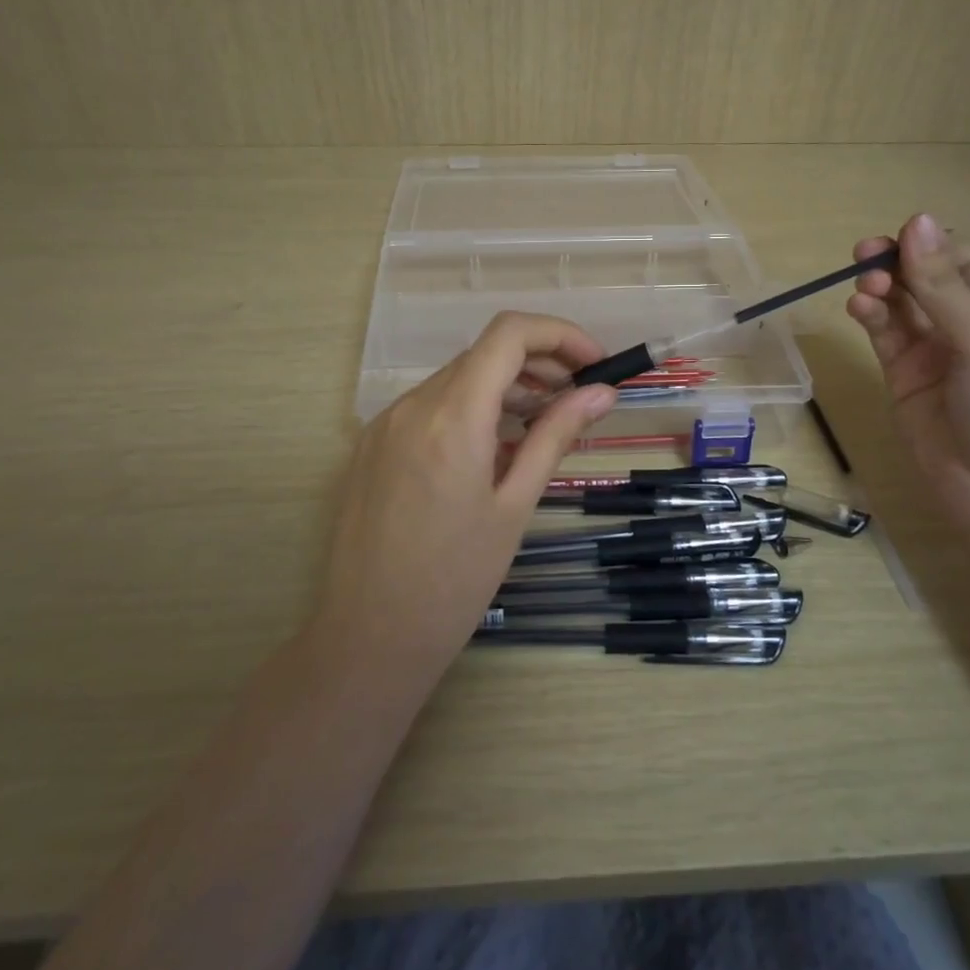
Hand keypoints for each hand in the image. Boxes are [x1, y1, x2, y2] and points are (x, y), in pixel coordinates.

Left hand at [312, 313, 617, 681]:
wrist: (369, 636)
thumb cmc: (454, 580)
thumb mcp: (515, 505)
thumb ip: (555, 436)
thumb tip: (600, 393)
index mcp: (452, 416)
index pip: (509, 334)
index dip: (559, 334)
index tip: (594, 364)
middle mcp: (412, 405)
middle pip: (484, 354)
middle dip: (539, 363)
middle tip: (579, 397)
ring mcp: (386, 423)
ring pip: (457, 379)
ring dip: (506, 388)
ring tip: (543, 425)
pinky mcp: (372, 445)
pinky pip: (430, 407)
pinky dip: (471, 410)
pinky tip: (493, 450)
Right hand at [846, 214, 969, 564]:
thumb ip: (944, 286)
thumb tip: (916, 220)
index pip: (963, 262)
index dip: (930, 246)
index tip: (898, 237)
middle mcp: (969, 328)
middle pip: (925, 280)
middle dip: (897, 264)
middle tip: (865, 255)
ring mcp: (934, 355)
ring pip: (900, 307)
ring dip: (880, 290)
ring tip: (864, 287)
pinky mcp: (903, 380)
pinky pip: (884, 337)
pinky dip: (870, 318)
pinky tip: (859, 307)